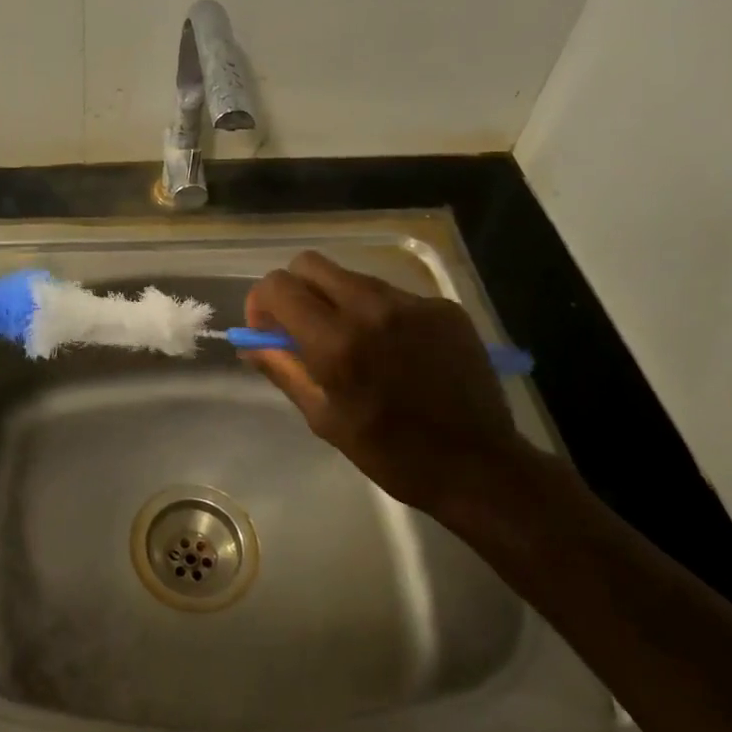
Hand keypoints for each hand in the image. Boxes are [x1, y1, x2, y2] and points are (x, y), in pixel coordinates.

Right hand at [243, 251, 537, 515]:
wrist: (479, 467)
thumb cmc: (391, 453)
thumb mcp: (324, 418)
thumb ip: (283, 370)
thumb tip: (251, 342)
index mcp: (336, 342)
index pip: (278, 286)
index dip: (262, 302)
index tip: (268, 330)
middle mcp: (372, 308)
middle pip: (310, 264)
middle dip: (295, 289)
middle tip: (303, 326)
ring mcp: (412, 303)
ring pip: (352, 277)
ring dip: (338, 300)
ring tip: (355, 343)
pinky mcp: (443, 307)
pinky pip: (393, 294)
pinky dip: (380, 313)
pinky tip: (396, 350)